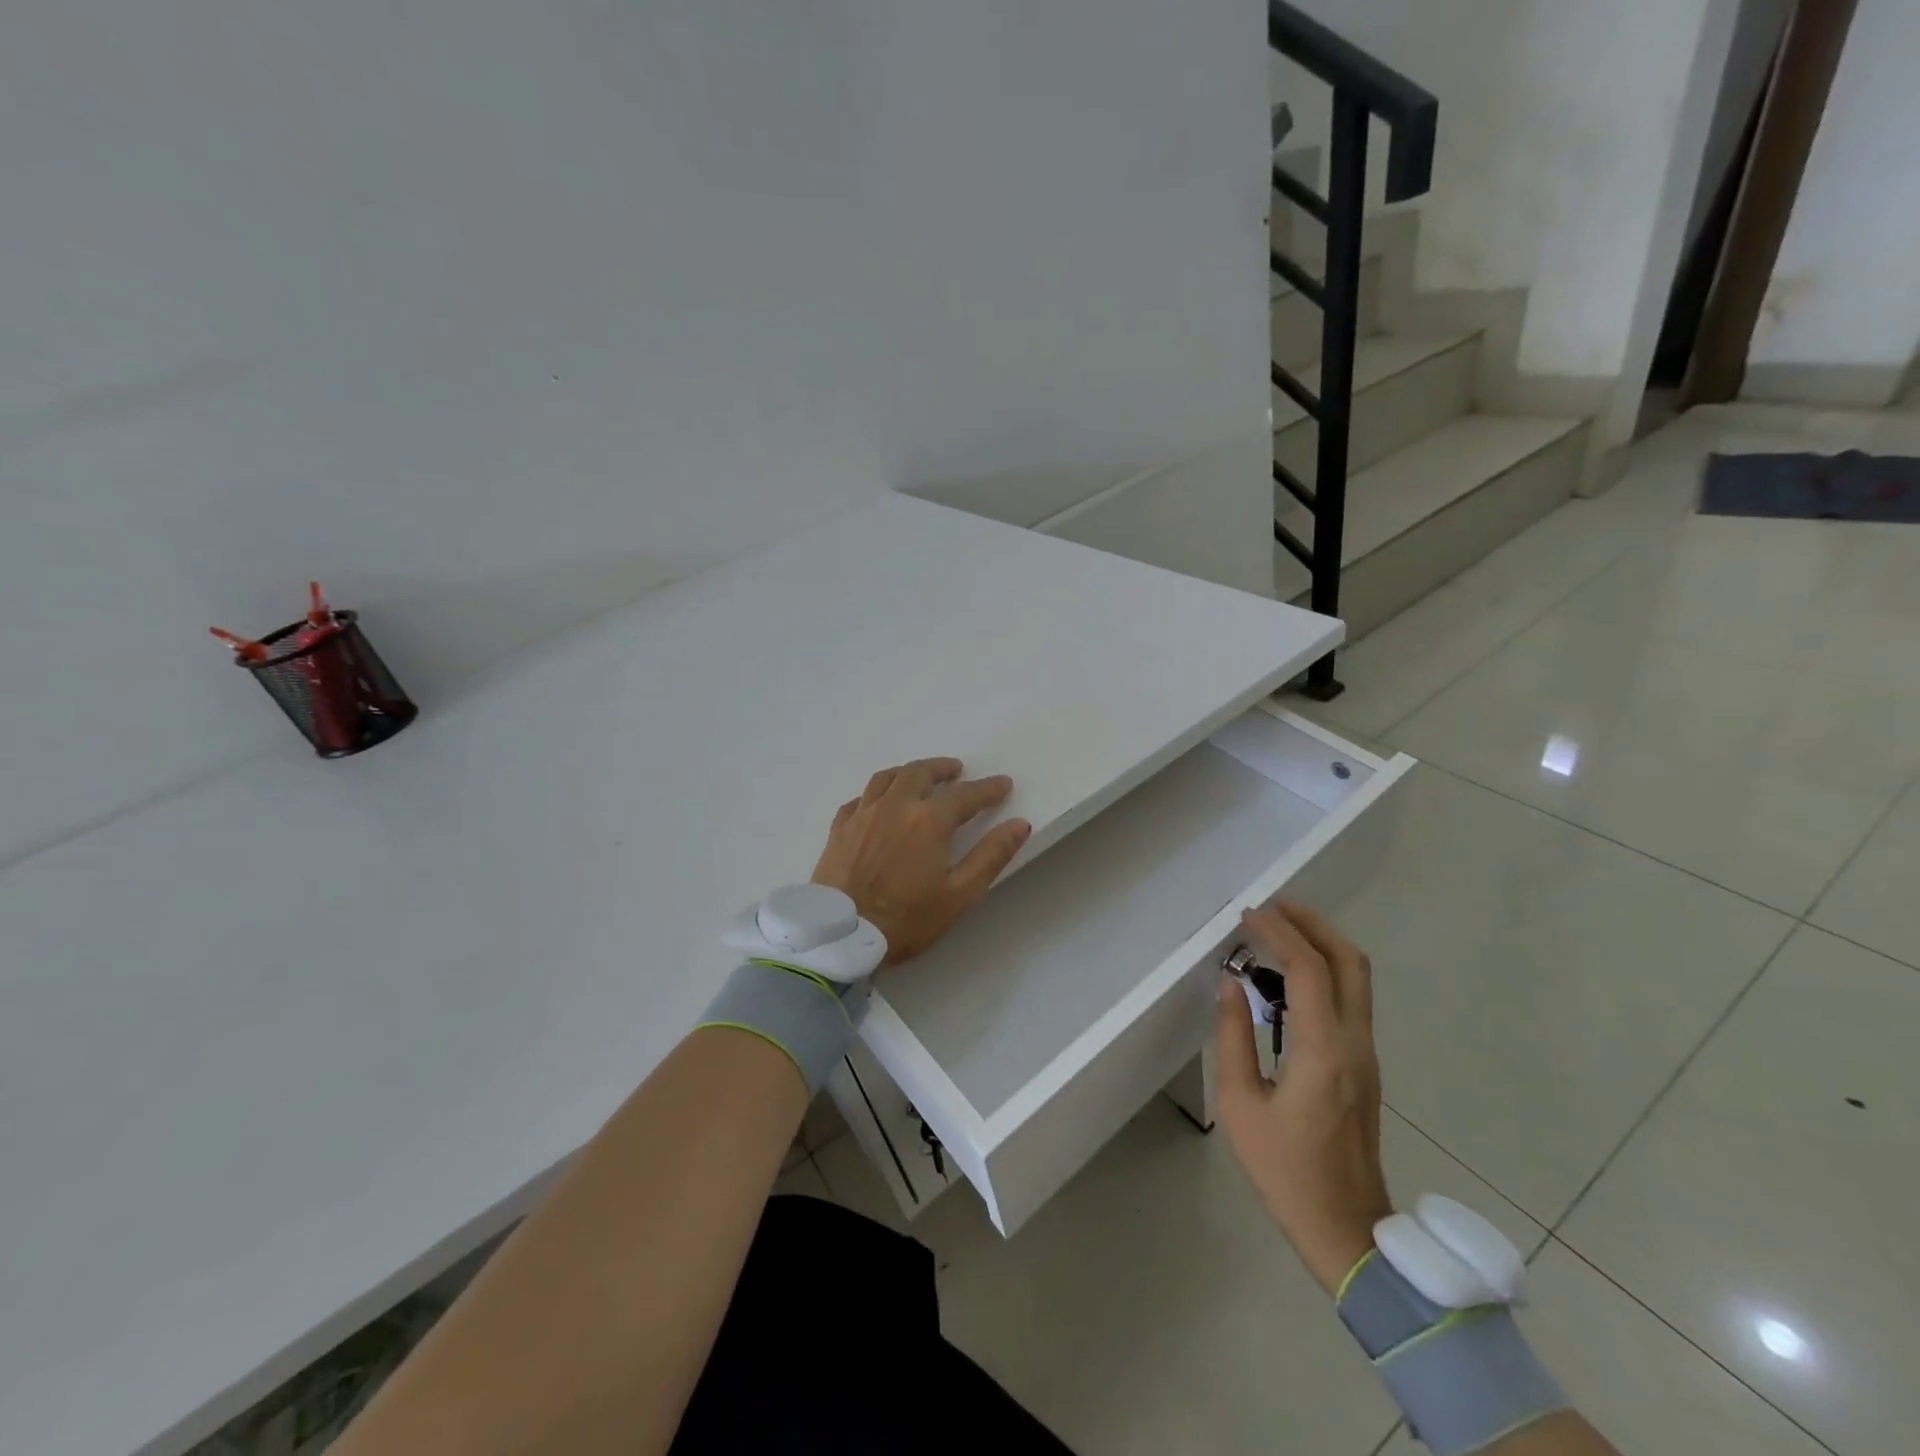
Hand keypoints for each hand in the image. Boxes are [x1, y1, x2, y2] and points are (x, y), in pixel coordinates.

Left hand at [811, 758, 1031, 963]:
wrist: (842, 935)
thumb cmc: (906, 919)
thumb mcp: (959, 895)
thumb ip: (991, 856)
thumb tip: (1019, 824)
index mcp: (929, 820)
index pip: (966, 795)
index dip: (988, 788)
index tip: (1002, 783)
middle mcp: (896, 805)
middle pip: (921, 772)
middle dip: (942, 768)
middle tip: (956, 771)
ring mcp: (864, 813)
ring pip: (888, 777)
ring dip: (909, 772)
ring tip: (919, 776)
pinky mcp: (840, 827)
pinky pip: (860, 797)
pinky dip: (876, 792)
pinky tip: (878, 801)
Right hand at [1215, 900, 1392, 1295]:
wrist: (1346, 1230)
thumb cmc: (1284, 1169)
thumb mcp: (1240, 1104)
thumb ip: (1233, 1036)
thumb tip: (1231, 983)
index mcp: (1322, 1051)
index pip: (1308, 969)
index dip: (1278, 932)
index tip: (1247, 916)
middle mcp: (1355, 1043)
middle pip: (1350, 961)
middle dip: (1314, 924)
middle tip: (1273, 908)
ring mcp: (1367, 1054)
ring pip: (1357, 978)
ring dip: (1321, 944)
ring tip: (1277, 932)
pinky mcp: (1364, 1065)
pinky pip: (1351, 999)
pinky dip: (1324, 971)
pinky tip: (1288, 977)